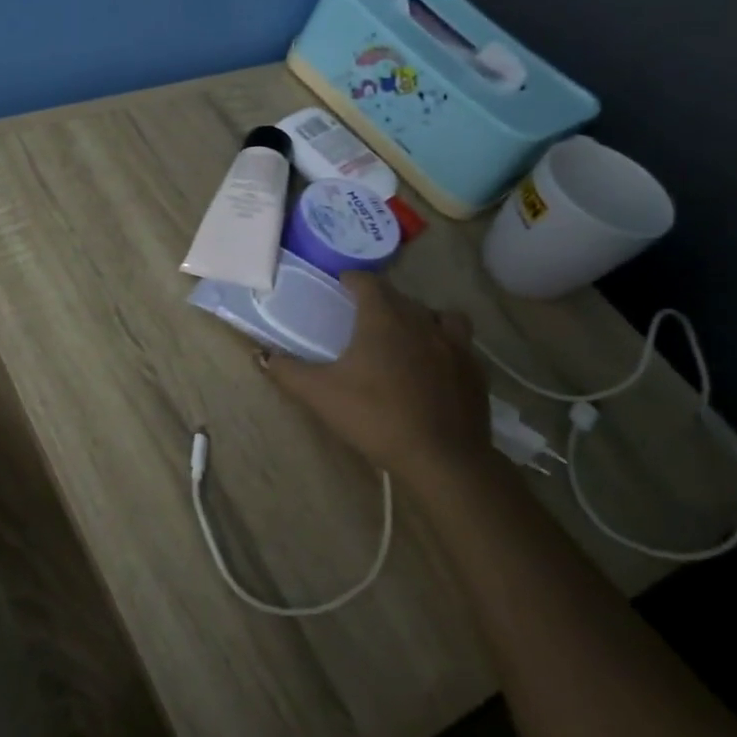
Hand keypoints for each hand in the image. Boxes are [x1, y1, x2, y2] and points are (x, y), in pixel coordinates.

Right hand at [264, 272, 491, 487]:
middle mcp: (421, 322)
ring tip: (409, 336)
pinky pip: (461, 345)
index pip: (368, 282)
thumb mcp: (319, 394)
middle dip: (382, 300)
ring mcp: (455, 345)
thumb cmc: (375, 416)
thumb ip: (287, 371)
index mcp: (383, 319)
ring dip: (423, 318)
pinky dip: (446, 347)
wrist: (442, 457)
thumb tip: (260, 355)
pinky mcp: (476, 371)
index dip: (352, 280)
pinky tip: (435, 368)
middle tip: (364, 317)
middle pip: (401, 298)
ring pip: (440, 315)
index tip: (341, 285)